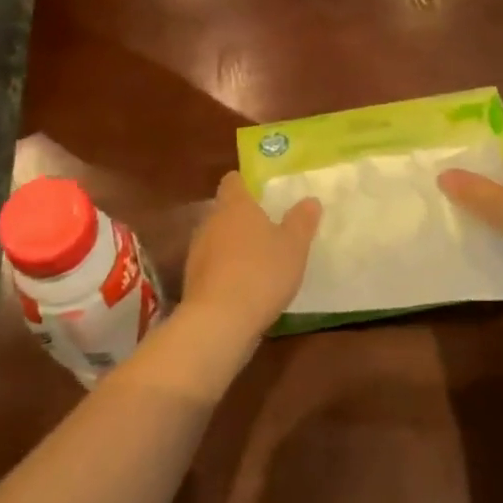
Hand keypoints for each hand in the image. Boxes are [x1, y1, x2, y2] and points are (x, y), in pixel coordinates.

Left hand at [181, 172, 320, 340]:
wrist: (219, 321)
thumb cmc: (261, 272)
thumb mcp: (294, 246)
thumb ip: (302, 221)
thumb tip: (310, 200)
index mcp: (235, 206)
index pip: (233, 181)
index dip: (246, 183)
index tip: (262, 192)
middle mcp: (211, 222)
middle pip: (225, 210)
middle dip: (243, 218)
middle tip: (269, 227)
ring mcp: (197, 252)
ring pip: (217, 239)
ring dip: (234, 246)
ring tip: (259, 260)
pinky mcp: (193, 281)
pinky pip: (213, 266)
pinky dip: (226, 271)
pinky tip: (245, 287)